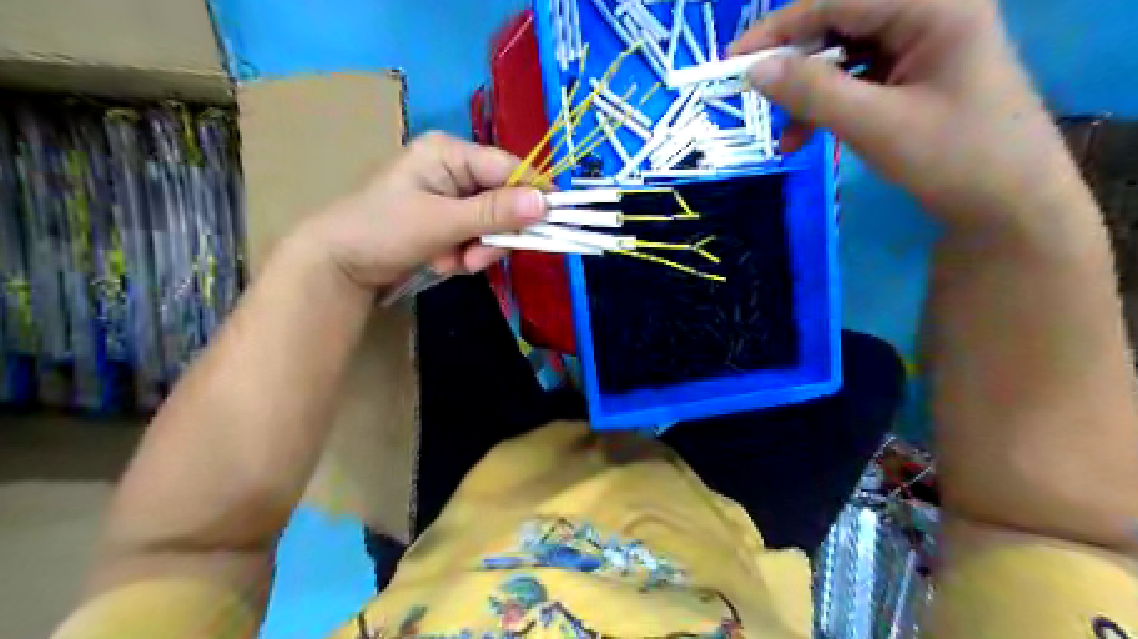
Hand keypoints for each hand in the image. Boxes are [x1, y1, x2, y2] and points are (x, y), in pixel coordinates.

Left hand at [301, 132, 544, 287]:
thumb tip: (546, 203)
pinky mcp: (448, 223)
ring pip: (493, 226)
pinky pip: (477, 240)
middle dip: (492, 236)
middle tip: (475, 259)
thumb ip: (494, 213)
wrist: (338, 266)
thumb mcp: (440, 221)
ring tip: (448, 263)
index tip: (553, 223)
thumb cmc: (382, 230)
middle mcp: (455, 171)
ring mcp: (452, 199)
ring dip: (477, 251)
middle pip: (504, 201)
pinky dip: (465, 257)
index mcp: (450, 153)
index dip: (534, 195)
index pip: (509, 168)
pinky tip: (441, 262)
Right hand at [734, 1, 1097, 226]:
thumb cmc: (954, 159)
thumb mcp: (875, 125)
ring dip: (807, 93)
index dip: (779, 28)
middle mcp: (928, 12)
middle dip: (793, 62)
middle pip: (840, 22)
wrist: (1009, 206)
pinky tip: (804, 139)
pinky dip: (826, 107)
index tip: (732, 60)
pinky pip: (856, 79)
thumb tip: (754, 71)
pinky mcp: (914, 75)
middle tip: (752, 95)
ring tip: (783, 135)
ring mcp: (922, 45)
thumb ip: (812, 92)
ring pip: (843, 54)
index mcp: (933, 6)